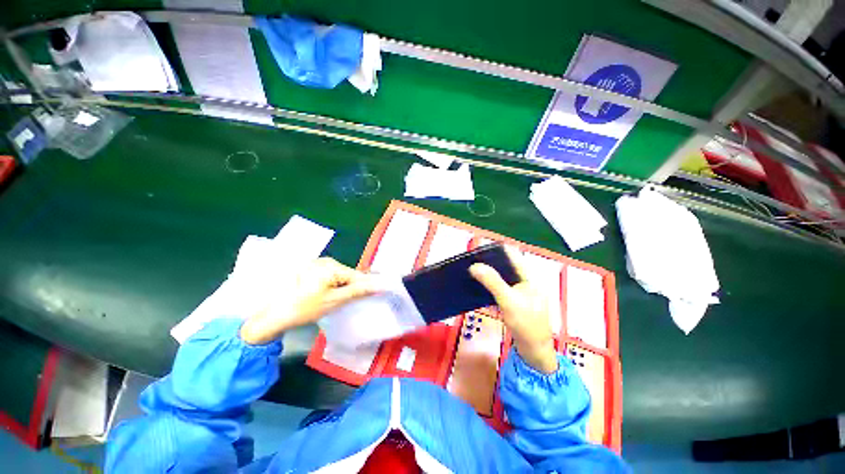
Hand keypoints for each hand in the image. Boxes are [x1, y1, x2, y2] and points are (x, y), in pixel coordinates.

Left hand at [240, 258, 378, 344]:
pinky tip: (324, 297)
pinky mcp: (307, 270)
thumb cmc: (303, 308)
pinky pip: (326, 277)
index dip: (364, 287)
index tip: (370, 298)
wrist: (269, 316)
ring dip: (340, 288)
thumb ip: (358, 291)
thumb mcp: (334, 300)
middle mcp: (324, 261)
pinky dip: (330, 286)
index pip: (357, 275)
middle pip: (346, 274)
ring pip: (337, 276)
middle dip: (350, 288)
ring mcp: (314, 264)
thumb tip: (379, 284)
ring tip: (335, 302)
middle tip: (348, 303)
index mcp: (331, 265)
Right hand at [470, 250, 558, 373]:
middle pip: (506, 266)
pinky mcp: (514, 301)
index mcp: (529, 277)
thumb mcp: (508, 301)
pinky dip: (491, 286)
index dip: (497, 250)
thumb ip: (493, 282)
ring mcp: (520, 292)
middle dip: (490, 262)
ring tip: (473, 271)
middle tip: (472, 261)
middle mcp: (525, 282)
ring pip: (502, 278)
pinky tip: (480, 287)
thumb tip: (474, 266)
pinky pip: (501, 289)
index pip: (513, 256)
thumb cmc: (526, 324)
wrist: (534, 351)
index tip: (479, 249)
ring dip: (489, 274)